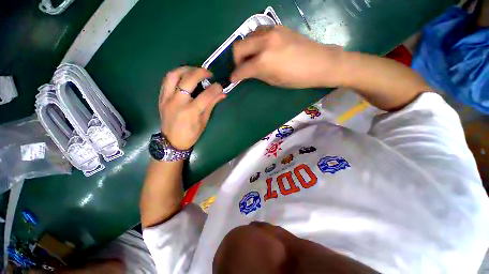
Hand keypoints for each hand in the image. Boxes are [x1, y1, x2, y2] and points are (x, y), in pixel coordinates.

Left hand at [159, 67, 225, 149]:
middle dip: (201, 72)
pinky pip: (166, 80)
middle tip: (208, 73)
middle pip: (188, 80)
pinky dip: (176, 74)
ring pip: (173, 75)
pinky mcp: (161, 97)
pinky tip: (184, 76)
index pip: (206, 95)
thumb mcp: (204, 121)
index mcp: (191, 112)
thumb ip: (211, 105)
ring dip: (186, 69)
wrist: (172, 141)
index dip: (215, 88)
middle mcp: (178, 102)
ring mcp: (167, 98)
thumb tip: (222, 94)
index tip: (220, 86)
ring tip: (195, 70)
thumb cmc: (191, 134)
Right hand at [231, 26, 345, 88]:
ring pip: (247, 37)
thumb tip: (247, 72)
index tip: (233, 79)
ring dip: (245, 49)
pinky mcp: (277, 27)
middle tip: (241, 68)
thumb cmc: (297, 78)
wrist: (320, 62)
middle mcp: (264, 43)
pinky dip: (255, 42)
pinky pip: (258, 33)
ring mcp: (271, 32)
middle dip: (236, 60)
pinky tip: (261, 49)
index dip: (235, 76)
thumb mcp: (274, 81)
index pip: (242, 69)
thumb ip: (258, 74)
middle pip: (238, 47)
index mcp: (263, 61)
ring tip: (251, 58)